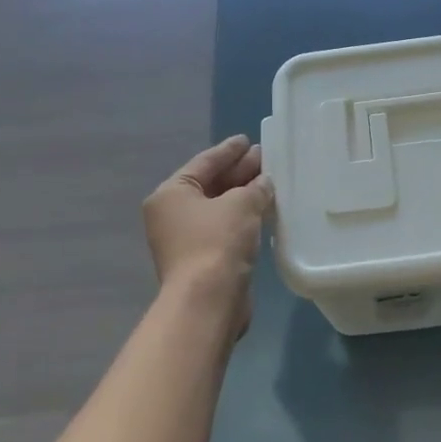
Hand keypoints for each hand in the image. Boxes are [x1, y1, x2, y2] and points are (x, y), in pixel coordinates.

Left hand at [142, 136, 274, 333]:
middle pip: (210, 184)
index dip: (228, 151)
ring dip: (242, 195)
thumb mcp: (241, 204)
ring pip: (219, 208)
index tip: (247, 140)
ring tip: (269, 181)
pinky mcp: (202, 259)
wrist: (208, 301)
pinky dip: (242, 217)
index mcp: (171, 193)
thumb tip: (263, 183)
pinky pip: (224, 228)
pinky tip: (263, 210)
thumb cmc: (218, 242)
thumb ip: (255, 188)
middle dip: (238, 171)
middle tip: (264, 158)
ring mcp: (185, 239)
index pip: (204, 162)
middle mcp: (172, 214)